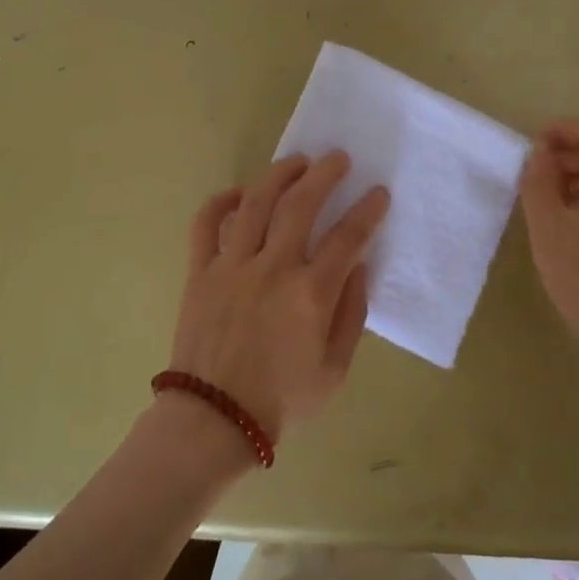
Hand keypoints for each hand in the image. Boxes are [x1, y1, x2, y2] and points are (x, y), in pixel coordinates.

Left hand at [169, 151, 389, 443]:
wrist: (213, 419)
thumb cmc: (282, 400)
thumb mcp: (335, 369)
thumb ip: (351, 313)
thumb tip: (357, 266)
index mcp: (310, 294)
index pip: (347, 237)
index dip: (367, 210)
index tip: (378, 193)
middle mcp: (272, 269)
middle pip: (301, 204)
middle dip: (325, 174)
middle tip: (339, 159)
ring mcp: (231, 266)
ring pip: (256, 202)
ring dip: (279, 174)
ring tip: (297, 161)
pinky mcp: (200, 271)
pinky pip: (206, 223)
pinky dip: (222, 200)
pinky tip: (241, 192)